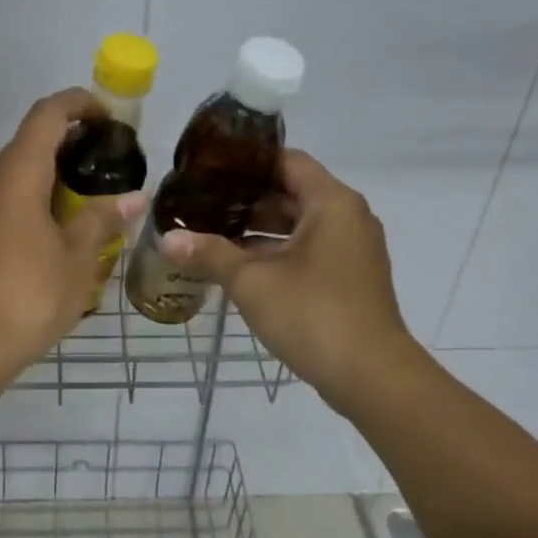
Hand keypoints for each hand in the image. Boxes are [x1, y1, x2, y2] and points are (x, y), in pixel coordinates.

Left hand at [0, 88, 147, 371]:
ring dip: (56, 173)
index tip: (109, 115)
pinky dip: (39, 197)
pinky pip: (10, 198)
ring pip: (19, 172)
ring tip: (95, 192)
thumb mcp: (77, 258)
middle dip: (72, 140)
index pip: (47, 114)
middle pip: (32, 140)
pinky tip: (64, 226)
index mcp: (17, 174)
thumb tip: (133, 198)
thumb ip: (102, 220)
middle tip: (112, 159)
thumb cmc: (28, 294)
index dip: (79, 103)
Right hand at [162, 151, 418, 415]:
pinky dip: (277, 253)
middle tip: (200, 204)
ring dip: (258, 231)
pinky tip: (239, 268)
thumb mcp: (252, 282)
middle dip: (245, 201)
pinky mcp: (350, 278)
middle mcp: (348, 217)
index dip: (246, 163)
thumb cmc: (312, 314)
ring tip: (211, 235)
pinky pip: (309, 251)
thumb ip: (210, 254)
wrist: (371, 376)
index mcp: (331, 202)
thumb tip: (166, 240)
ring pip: (299, 226)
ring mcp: (352, 250)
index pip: (286, 161)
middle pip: (291, 193)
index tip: (208, 171)